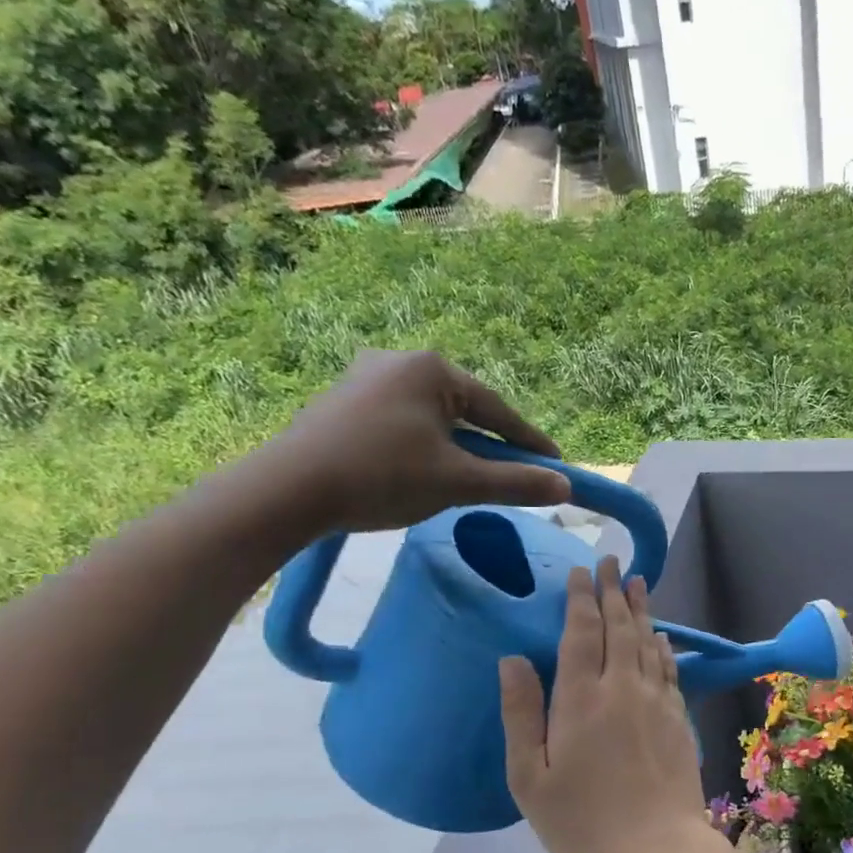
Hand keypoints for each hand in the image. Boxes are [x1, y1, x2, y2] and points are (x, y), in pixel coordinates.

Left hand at [258, 350, 571, 534]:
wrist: (286, 492)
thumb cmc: (382, 477)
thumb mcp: (459, 482)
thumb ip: (516, 483)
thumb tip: (565, 486)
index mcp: (431, 368)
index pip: (497, 409)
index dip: (530, 442)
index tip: (556, 465)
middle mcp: (398, 360)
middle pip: (464, 409)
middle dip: (491, 443)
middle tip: (513, 473)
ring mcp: (364, 377)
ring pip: (432, 416)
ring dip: (456, 446)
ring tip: (468, 476)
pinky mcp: (342, 401)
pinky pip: (402, 421)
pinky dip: (424, 444)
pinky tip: (422, 470)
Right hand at [499, 557, 707, 852]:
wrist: (656, 850)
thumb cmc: (582, 821)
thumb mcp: (530, 777)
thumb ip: (521, 713)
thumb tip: (512, 659)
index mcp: (582, 699)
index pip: (581, 633)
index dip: (581, 598)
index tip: (582, 571)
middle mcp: (622, 688)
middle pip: (619, 627)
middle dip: (613, 591)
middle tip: (611, 561)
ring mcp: (656, 701)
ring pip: (647, 642)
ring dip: (640, 609)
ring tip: (637, 582)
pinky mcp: (678, 718)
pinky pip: (668, 669)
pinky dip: (661, 646)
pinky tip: (660, 636)